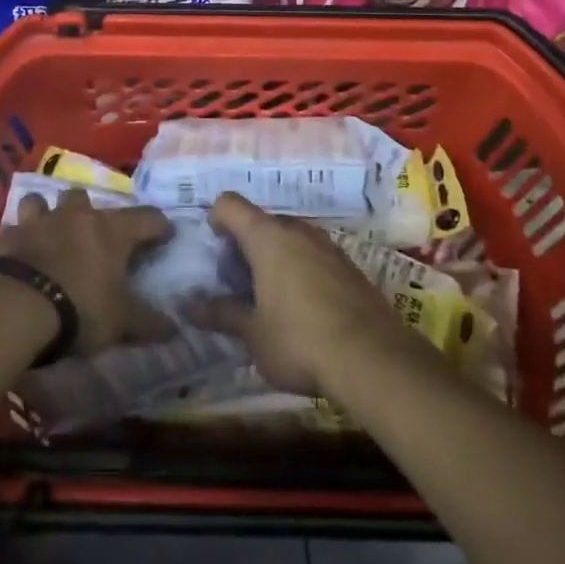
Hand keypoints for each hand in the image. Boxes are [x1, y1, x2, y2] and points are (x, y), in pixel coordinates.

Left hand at [0, 186, 173, 352]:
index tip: (164, 235)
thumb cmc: (79, 308)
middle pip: (86, 197)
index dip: (158, 226)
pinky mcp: (7, 235)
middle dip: (90, 211)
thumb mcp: (120, 322)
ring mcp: (39, 221)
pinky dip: (19, 238)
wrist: (14, 306)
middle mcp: (76, 215)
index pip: (147, 217)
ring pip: (44, 201)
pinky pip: (14, 228)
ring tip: (49, 232)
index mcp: (111, 230)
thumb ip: (147, 322)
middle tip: (94, 235)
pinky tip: (18, 253)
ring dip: (48, 213)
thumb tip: (174, 329)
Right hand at [187, 192, 412, 397]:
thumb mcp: (253, 334)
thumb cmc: (299, 340)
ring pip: (291, 239)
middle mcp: (297, 231)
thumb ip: (222, 314)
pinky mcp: (350, 266)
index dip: (217, 220)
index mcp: (267, 237)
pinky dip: (301, 270)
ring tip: (270, 299)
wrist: (374, 359)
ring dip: (275, 258)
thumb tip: (191, 306)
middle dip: (246, 246)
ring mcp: (328, 246)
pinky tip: (304, 309)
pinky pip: (314, 256)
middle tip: (239, 284)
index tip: (216, 249)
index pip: (230, 205)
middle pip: (262, 222)